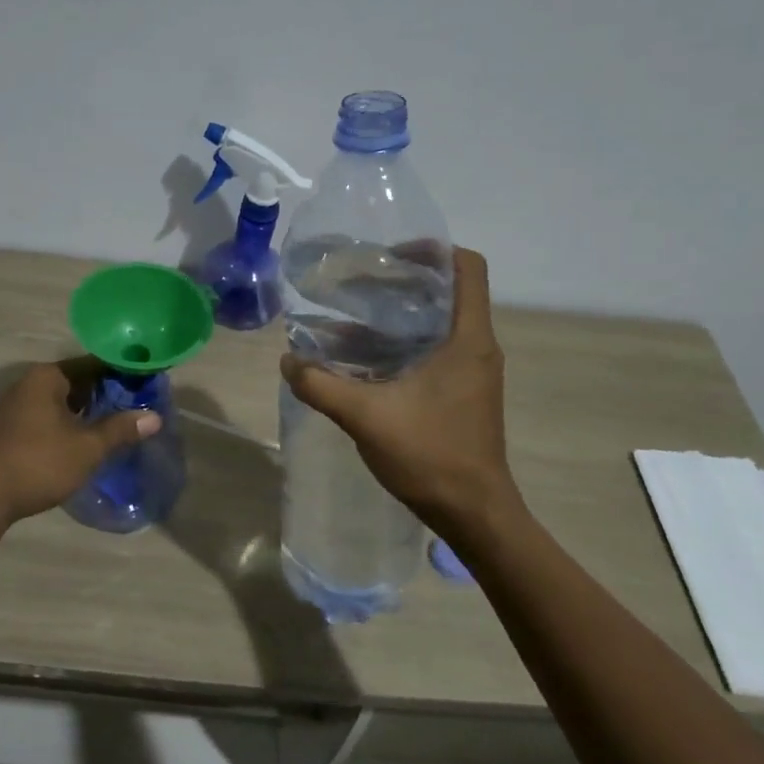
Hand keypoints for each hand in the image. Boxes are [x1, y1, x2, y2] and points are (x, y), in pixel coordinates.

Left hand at [0, 360, 159, 525]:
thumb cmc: (39, 463)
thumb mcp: (87, 447)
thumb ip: (121, 429)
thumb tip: (154, 417)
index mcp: (47, 377)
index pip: (94, 364)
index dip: (123, 372)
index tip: (148, 382)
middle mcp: (30, 383)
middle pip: (78, 381)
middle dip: (108, 393)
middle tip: (140, 404)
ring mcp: (18, 406)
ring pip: (64, 400)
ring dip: (89, 410)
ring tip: (121, 422)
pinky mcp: (12, 428)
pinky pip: (50, 415)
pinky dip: (71, 422)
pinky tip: (90, 438)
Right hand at [279, 248, 522, 539]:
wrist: (473, 513)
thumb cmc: (431, 456)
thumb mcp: (366, 417)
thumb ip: (322, 385)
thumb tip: (288, 361)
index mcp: (468, 339)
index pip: (467, 268)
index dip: (432, 250)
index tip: (388, 255)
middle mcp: (476, 347)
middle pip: (447, 291)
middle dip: (402, 281)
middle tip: (358, 282)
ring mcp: (471, 371)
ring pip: (437, 323)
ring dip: (397, 316)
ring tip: (349, 315)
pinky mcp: (461, 392)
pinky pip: (433, 351)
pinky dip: (400, 345)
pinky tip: (360, 358)